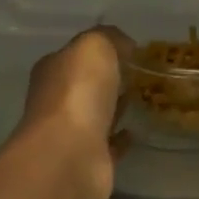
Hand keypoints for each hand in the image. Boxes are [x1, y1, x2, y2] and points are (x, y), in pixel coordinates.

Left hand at [13, 26, 134, 198]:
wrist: (70, 155)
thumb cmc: (78, 92)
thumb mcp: (94, 46)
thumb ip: (109, 38)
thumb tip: (125, 46)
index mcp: (53, 70)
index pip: (76, 54)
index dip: (101, 50)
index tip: (132, 51)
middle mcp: (56, 100)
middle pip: (86, 84)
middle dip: (109, 79)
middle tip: (143, 74)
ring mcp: (71, 133)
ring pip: (98, 113)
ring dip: (116, 107)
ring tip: (145, 98)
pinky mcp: (89, 160)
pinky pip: (109, 144)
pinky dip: (121, 138)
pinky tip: (137, 131)